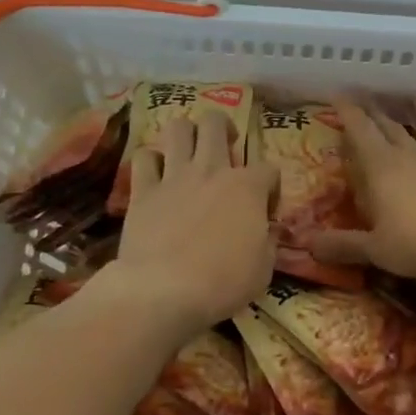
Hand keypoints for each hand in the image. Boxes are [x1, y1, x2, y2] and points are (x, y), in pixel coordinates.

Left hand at [105, 110, 277, 333]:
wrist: (163, 290)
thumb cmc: (222, 283)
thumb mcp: (263, 270)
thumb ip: (268, 242)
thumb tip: (268, 231)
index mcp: (247, 187)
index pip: (269, 169)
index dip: (271, 187)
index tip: (266, 209)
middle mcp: (211, 170)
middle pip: (216, 123)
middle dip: (224, 128)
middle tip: (225, 149)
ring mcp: (174, 176)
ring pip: (178, 128)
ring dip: (186, 133)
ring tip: (190, 149)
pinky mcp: (143, 190)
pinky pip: (143, 157)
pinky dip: (151, 161)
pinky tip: (156, 174)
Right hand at [309, 97, 415, 280]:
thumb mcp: (373, 248)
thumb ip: (343, 245)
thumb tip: (308, 246)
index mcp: (382, 168)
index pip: (360, 131)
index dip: (348, 111)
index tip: (338, 92)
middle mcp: (412, 157)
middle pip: (392, 127)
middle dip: (378, 111)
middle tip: (369, 96)